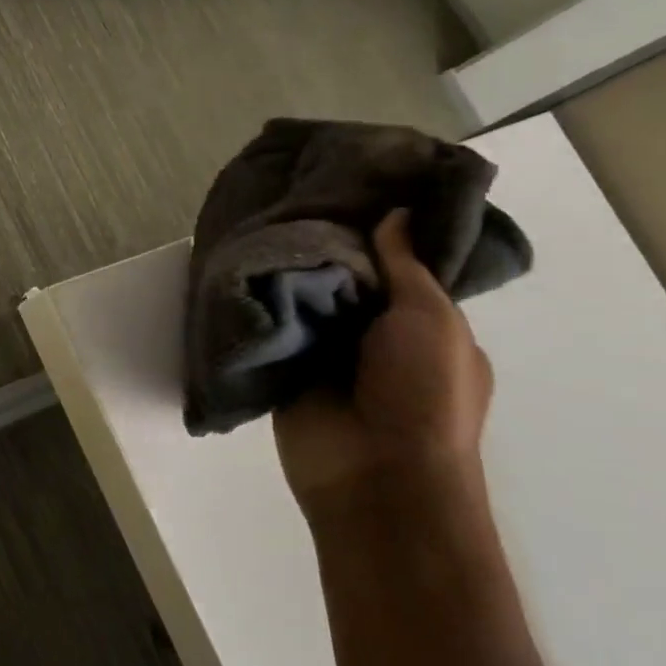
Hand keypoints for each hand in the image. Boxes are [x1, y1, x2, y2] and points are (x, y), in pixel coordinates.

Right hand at [274, 211, 492, 519]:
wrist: (377, 476)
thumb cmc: (425, 394)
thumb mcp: (431, 320)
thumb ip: (405, 267)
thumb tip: (393, 214)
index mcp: (421, 325)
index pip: (394, 267)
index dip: (375, 232)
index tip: (346, 188)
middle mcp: (373, 336)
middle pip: (343, 279)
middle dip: (322, 246)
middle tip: (290, 197)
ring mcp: (326, 355)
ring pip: (303, 300)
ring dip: (285, 272)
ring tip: (255, 219)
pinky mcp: (284, 371)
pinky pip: (270, 329)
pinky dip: (257, 304)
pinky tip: (234, 264)